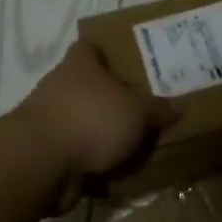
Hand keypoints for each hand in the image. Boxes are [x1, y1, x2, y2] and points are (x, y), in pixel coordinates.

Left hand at [16, 43, 178, 211]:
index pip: (90, 47)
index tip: (130, 62)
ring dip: (104, 136)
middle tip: (144, 110)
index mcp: (80, 65)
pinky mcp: (48, 154)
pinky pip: (79, 156)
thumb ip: (158, 109)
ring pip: (85, 124)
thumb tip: (178, 106)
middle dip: (114, 101)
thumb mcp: (138, 111)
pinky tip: (120, 174)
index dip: (108, 52)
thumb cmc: (92, 119)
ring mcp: (50, 122)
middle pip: (90, 88)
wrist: (42, 163)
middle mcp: (60, 87)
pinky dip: (95, 164)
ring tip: (137, 146)